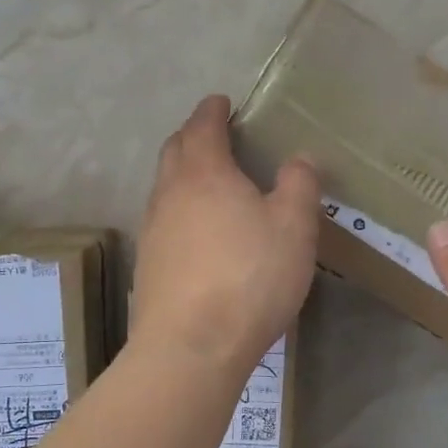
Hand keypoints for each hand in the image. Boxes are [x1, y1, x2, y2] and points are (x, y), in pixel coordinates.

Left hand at [131, 95, 319, 372]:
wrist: (191, 346)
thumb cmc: (249, 276)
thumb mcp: (294, 227)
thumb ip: (299, 185)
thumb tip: (299, 158)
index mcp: (204, 172)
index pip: (202, 125)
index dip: (213, 110)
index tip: (222, 102)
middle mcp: (170, 193)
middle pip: (174, 150)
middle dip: (192, 136)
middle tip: (214, 136)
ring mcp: (153, 230)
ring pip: (164, 186)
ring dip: (183, 173)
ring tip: (209, 182)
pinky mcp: (148, 264)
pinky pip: (163, 220)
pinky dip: (179, 209)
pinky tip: (198, 231)